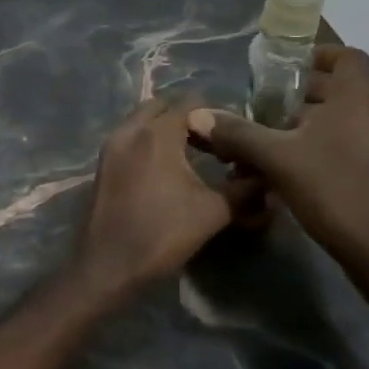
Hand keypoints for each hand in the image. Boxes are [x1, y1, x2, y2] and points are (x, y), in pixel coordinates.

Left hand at [70, 98, 253, 300]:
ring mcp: (110, 148)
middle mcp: (129, 131)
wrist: (109, 265)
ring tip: (189, 154)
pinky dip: (145, 143)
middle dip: (184, 116)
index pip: (190, 103)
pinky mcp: (101, 166)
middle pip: (160, 106)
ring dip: (162, 129)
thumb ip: (244, 188)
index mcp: (157, 134)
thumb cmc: (162, 233)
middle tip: (208, 139)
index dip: (214, 113)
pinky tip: (163, 169)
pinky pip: (127, 140)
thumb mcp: (213, 211)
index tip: (232, 131)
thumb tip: (267, 175)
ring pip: (140, 122)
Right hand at [187, 46, 368, 276]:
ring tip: (299, 133)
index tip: (293, 67)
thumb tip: (197, 115)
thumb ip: (238, 134)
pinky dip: (348, 140)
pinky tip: (316, 164)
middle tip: (295, 100)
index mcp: (358, 97)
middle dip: (331, 85)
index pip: (350, 56)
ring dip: (340, 114)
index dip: (323, 55)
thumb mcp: (276, 159)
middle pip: (366, 82)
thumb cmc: (333, 189)